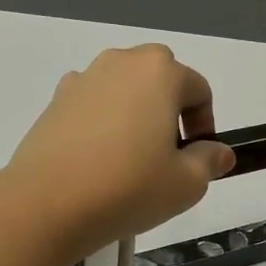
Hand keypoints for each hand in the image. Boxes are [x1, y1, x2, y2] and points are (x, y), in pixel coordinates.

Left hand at [6, 44, 236, 259]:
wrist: (46, 203)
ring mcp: (83, 79)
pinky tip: (96, 161)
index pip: (198, 90)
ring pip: (124, 91)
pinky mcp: (55, 101)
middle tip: (166, 157)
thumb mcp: (186, 183)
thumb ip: (209, 161)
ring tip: (129, 161)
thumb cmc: (128, 187)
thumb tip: (218, 152)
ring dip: (135, 115)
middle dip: (170, 113)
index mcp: (159, 71)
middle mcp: (121, 62)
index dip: (205, 125)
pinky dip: (102, 123)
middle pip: (160, 81)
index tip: (197, 160)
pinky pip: (92, 105)